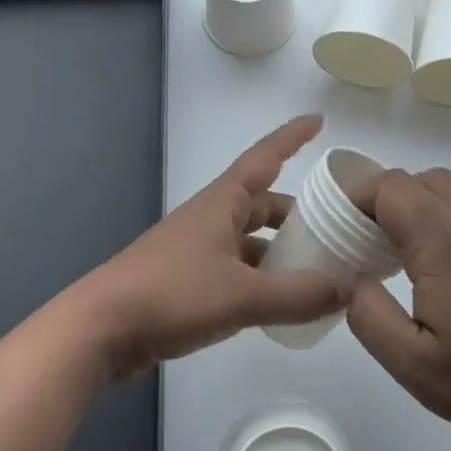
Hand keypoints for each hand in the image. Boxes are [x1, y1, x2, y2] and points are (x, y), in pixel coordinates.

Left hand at [74, 115, 349, 378]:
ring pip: (249, 241)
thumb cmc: (172, 294)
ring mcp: (196, 250)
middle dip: (296, 213)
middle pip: (262, 204)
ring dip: (280, 251)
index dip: (292, 137)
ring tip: (317, 271)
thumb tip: (349, 291)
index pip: (265, 158)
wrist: (101, 329)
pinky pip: (236, 270)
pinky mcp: (186, 281)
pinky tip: (279, 303)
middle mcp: (210, 218)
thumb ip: (298, 295)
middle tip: (335, 228)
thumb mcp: (242, 296)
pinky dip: (261, 280)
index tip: (319, 120)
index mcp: (222, 203)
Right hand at [344, 167, 450, 449]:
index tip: (337, 228)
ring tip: (389, 245)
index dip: (357, 197)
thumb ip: (369, 316)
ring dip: (409, 201)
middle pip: (415, 179)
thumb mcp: (412, 363)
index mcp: (440, 244)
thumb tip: (352, 281)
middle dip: (378, 197)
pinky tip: (425, 266)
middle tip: (357, 237)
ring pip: (441, 188)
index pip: (391, 187)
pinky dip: (432, 215)